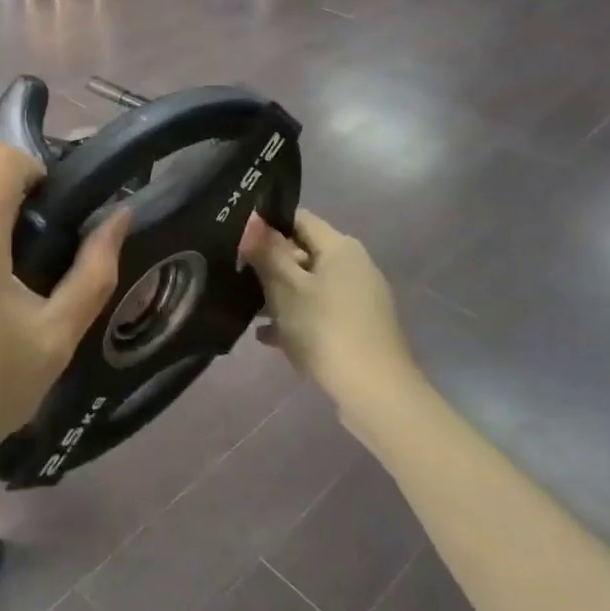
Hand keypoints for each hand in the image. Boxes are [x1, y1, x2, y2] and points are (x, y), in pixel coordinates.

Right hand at [241, 210, 418, 415]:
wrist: (374, 391)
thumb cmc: (326, 329)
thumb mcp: (286, 288)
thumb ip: (267, 252)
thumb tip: (252, 219)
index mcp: (341, 248)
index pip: (299, 219)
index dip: (267, 225)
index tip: (237, 240)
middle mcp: (354, 266)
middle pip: (303, 253)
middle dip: (269, 265)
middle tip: (235, 277)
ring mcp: (358, 299)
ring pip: (308, 286)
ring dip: (278, 296)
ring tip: (245, 309)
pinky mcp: (357, 327)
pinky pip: (318, 313)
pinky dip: (295, 319)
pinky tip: (266, 337)